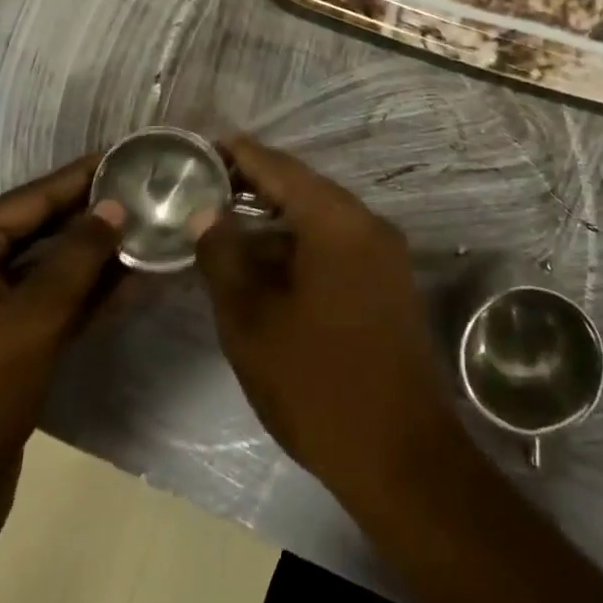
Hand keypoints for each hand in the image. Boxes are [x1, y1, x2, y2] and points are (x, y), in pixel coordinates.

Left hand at [0, 156, 122, 541]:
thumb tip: (115, 206)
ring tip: (152, 228)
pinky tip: (135, 280)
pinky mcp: (0, 342)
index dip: (83, 177)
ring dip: (97, 256)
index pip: (32, 199)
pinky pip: (49, 302)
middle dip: (95, 215)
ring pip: (50, 267)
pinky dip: (87, 293)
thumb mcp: (33, 318)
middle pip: (41, 229)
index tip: (129, 153)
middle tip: (150, 190)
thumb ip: (79, 256)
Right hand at [193, 137, 460, 508]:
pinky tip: (265, 264)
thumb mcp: (252, 321)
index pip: (279, 168)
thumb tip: (207, 213)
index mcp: (337, 221)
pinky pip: (337, 244)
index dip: (238, 154)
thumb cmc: (317, 384)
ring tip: (224, 225)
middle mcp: (367, 223)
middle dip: (253, 186)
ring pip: (319, 219)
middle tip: (203, 187)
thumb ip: (224, 257)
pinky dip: (299, 245)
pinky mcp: (388, 282)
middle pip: (302, 188)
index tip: (201, 146)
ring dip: (274, 220)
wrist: (402, 455)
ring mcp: (384, 253)